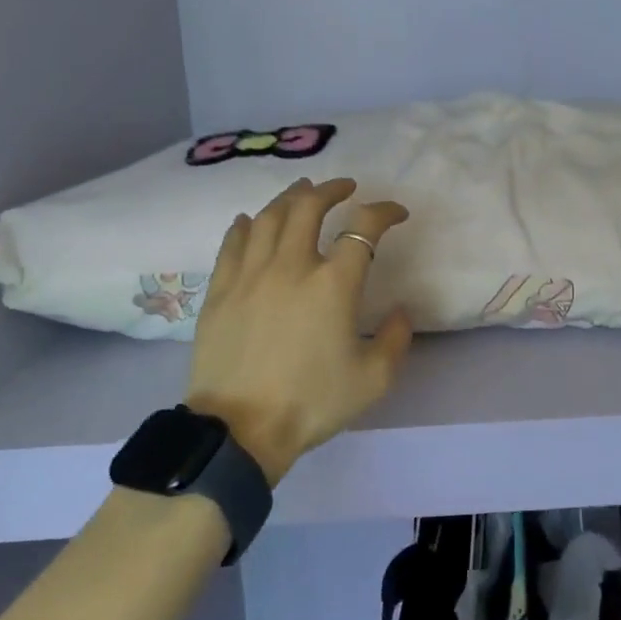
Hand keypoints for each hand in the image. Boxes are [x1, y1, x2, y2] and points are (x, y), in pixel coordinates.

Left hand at [185, 178, 412, 484]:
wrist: (239, 432)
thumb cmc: (311, 403)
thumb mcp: (373, 379)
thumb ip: (396, 339)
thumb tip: (400, 311)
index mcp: (333, 284)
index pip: (364, 227)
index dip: (384, 211)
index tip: (396, 213)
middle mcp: (292, 266)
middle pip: (309, 206)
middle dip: (331, 189)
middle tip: (344, 187)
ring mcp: (250, 275)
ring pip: (268, 217)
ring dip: (290, 198)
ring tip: (302, 192)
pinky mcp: (220, 291)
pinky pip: (231, 243)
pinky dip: (245, 225)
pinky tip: (249, 220)